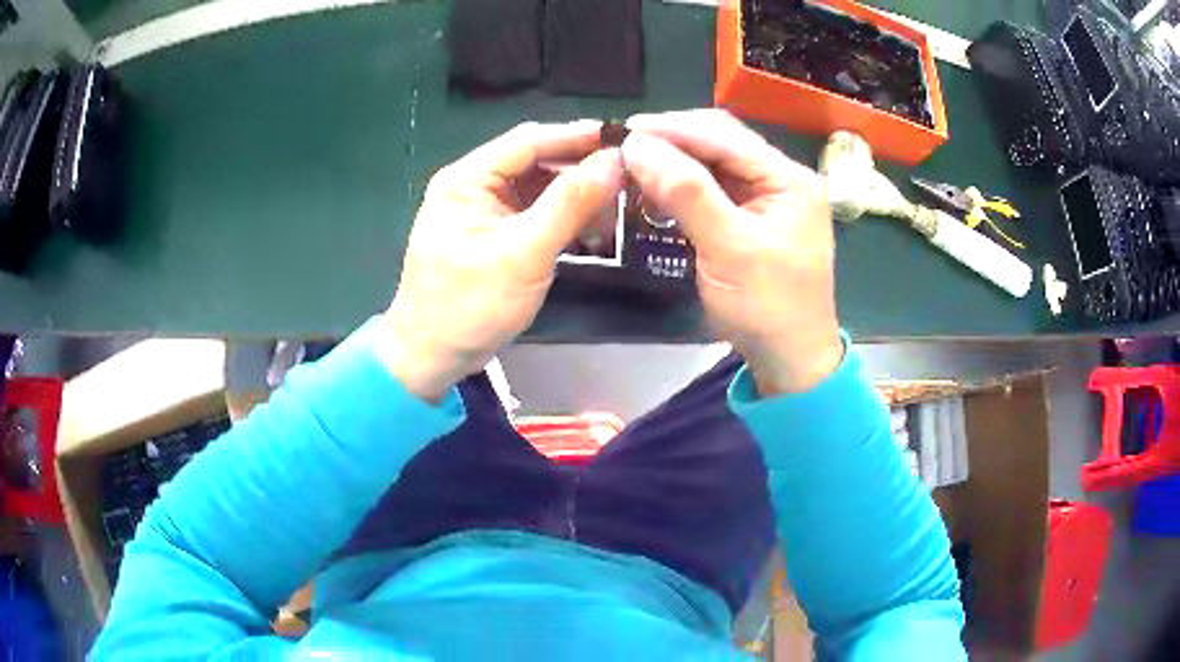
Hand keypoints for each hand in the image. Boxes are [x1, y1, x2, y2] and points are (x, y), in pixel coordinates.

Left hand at [378, 121, 623, 400]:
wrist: (433, 357)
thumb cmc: (469, 307)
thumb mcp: (523, 254)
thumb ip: (569, 204)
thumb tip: (614, 161)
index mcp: (467, 179)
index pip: (528, 141)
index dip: (576, 137)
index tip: (624, 139)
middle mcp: (474, 185)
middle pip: (536, 161)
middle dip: (581, 168)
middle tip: (630, 174)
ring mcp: (485, 210)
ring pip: (540, 187)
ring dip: (577, 194)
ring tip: (621, 201)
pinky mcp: (496, 233)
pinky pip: (537, 213)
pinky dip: (565, 217)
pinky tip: (596, 225)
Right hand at [622, 110, 842, 394]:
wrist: (790, 360)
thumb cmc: (768, 307)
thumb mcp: (729, 248)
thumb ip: (686, 192)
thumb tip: (636, 145)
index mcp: (789, 178)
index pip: (725, 135)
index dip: (673, 129)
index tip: (624, 131)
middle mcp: (780, 178)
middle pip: (720, 144)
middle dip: (672, 143)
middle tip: (624, 148)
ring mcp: (767, 198)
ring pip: (712, 165)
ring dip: (673, 165)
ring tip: (632, 167)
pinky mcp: (751, 218)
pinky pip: (712, 191)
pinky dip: (682, 188)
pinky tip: (655, 190)